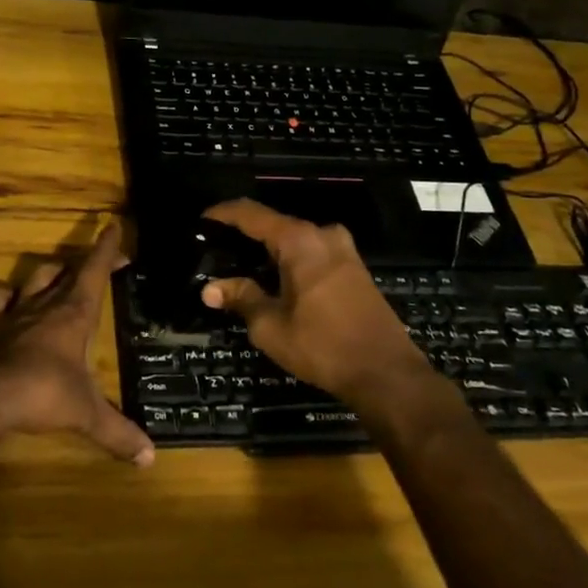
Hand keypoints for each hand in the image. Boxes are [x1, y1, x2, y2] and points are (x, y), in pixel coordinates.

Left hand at [0, 224, 155, 465]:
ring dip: (48, 271)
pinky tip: (8, 299)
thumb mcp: (86, 413)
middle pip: (67, 269)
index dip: (106, 248)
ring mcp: (17, 314)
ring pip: (35, 277)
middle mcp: (47, 304)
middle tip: (100, 261)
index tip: (113, 225)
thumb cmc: (43, 393)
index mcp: (75, 313)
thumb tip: (149, 458)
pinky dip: (5, 296)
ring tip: (58, 273)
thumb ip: (117, 432)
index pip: (95, 270)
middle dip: (86, 261)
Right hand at [200, 200, 429, 404]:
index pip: (251, 214)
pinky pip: (312, 252)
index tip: (201, 220)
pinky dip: (290, 259)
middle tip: (217, 249)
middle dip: (245, 234)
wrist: (387, 373)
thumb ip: (241, 298)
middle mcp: (322, 234)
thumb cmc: (323, 346)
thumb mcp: (271, 326)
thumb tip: (210, 289)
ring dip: (269, 249)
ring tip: (241, 265)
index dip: (223, 214)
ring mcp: (343, 250)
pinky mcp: (354, 268)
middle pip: (274, 223)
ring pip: (295, 239)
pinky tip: (275, 279)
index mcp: (299, 240)